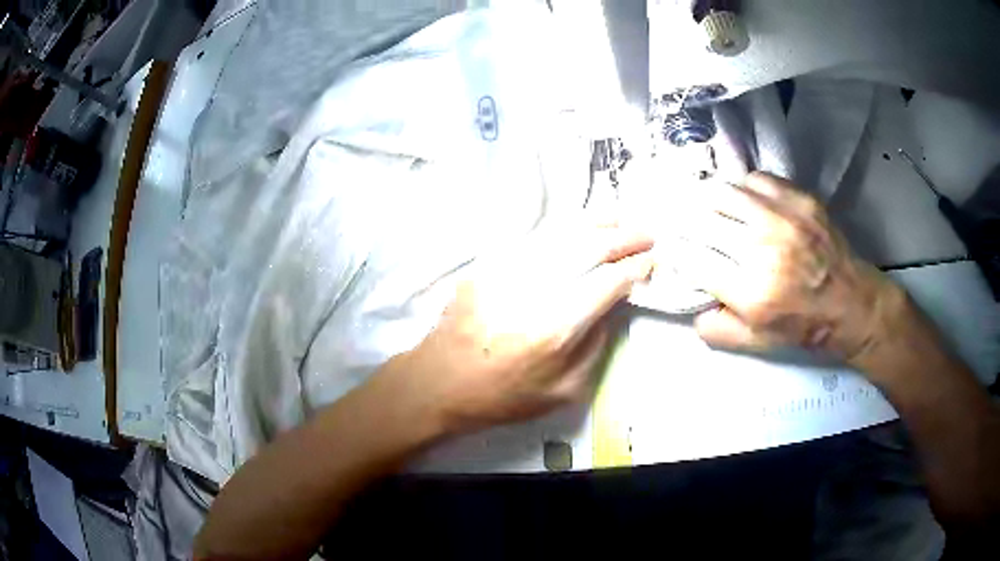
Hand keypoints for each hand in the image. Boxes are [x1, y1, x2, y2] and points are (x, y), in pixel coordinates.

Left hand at [395, 217, 653, 434]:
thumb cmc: (503, 397)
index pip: (607, 283)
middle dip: (623, 237)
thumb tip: (612, 306)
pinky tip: (579, 229)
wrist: (438, 382)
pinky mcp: (487, 266)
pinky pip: (534, 240)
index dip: (635, 268)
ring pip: (560, 235)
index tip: (653, 260)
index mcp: (555, 328)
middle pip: (587, 248)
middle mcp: (532, 291)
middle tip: (647, 233)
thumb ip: (595, 346)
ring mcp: (506, 272)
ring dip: (596, 225)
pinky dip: (563, 231)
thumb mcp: (563, 391)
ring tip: (620, 220)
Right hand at [678, 172, 903, 361]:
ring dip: (707, 200)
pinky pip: (754, 180)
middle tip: (680, 224)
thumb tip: (689, 301)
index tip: (669, 248)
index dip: (674, 251)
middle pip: (702, 219)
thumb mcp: (755, 343)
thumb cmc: (802, 326)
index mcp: (752, 293)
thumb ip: (715, 328)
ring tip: (706, 207)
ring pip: (724, 192)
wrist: (851, 302)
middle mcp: (764, 249)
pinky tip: (744, 202)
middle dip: (683, 222)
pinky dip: (741, 189)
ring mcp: (784, 218)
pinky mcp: (800, 199)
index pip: (692, 259)